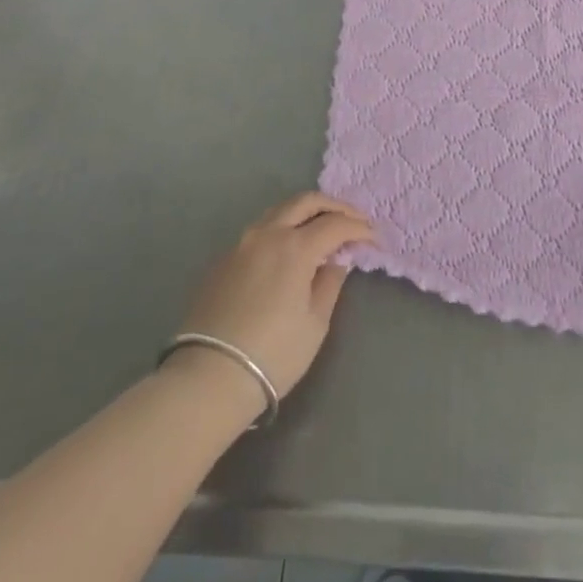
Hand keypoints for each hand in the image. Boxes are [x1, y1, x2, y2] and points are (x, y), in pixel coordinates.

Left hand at [177, 193, 374, 407]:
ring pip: (279, 210)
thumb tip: (337, 259)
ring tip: (322, 228)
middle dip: (335, 206)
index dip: (359, 228)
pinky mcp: (223, 259)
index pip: (336, 224)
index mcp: (295, 247)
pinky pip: (260, 229)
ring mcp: (241, 244)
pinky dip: (283, 227)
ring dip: (306, 212)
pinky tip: (289, 248)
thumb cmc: (272, 355)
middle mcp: (268, 234)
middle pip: (306, 201)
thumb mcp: (315, 323)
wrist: (207, 379)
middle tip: (353, 220)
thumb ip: (330, 283)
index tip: (374, 239)